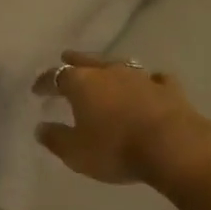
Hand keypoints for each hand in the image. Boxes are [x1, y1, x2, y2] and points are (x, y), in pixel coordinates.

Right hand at [34, 51, 210, 187]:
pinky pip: (156, 78)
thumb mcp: (76, 153)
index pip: (56, 76)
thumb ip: (56, 139)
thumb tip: (40, 128)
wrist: (173, 147)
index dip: (44, 82)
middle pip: (87, 60)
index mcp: (81, 83)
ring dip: (109, 66)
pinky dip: (150, 80)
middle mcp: (108, 72)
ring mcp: (140, 77)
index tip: (37, 89)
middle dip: (74, 60)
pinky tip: (151, 82)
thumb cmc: (116, 148)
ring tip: (104, 68)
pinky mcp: (169, 89)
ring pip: (119, 64)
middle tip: (66, 56)